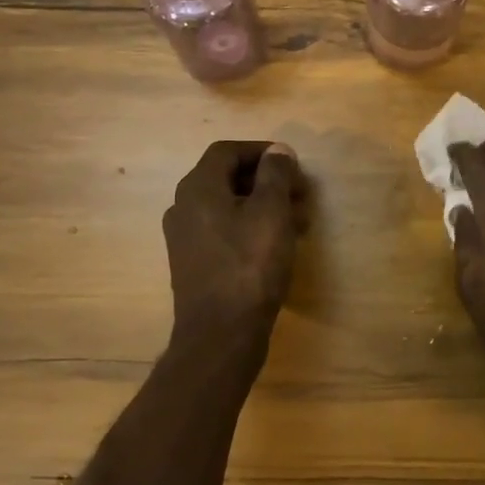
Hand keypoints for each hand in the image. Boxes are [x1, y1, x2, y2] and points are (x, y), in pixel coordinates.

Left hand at [163, 141, 306, 341]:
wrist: (221, 334)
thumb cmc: (250, 266)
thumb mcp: (271, 212)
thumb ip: (276, 175)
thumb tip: (277, 150)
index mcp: (197, 188)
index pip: (227, 151)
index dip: (262, 151)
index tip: (292, 164)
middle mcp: (183, 207)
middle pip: (227, 178)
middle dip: (268, 181)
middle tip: (301, 195)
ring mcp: (185, 238)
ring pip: (228, 207)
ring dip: (264, 206)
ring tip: (299, 222)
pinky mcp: (194, 264)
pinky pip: (224, 232)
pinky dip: (251, 228)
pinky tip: (278, 246)